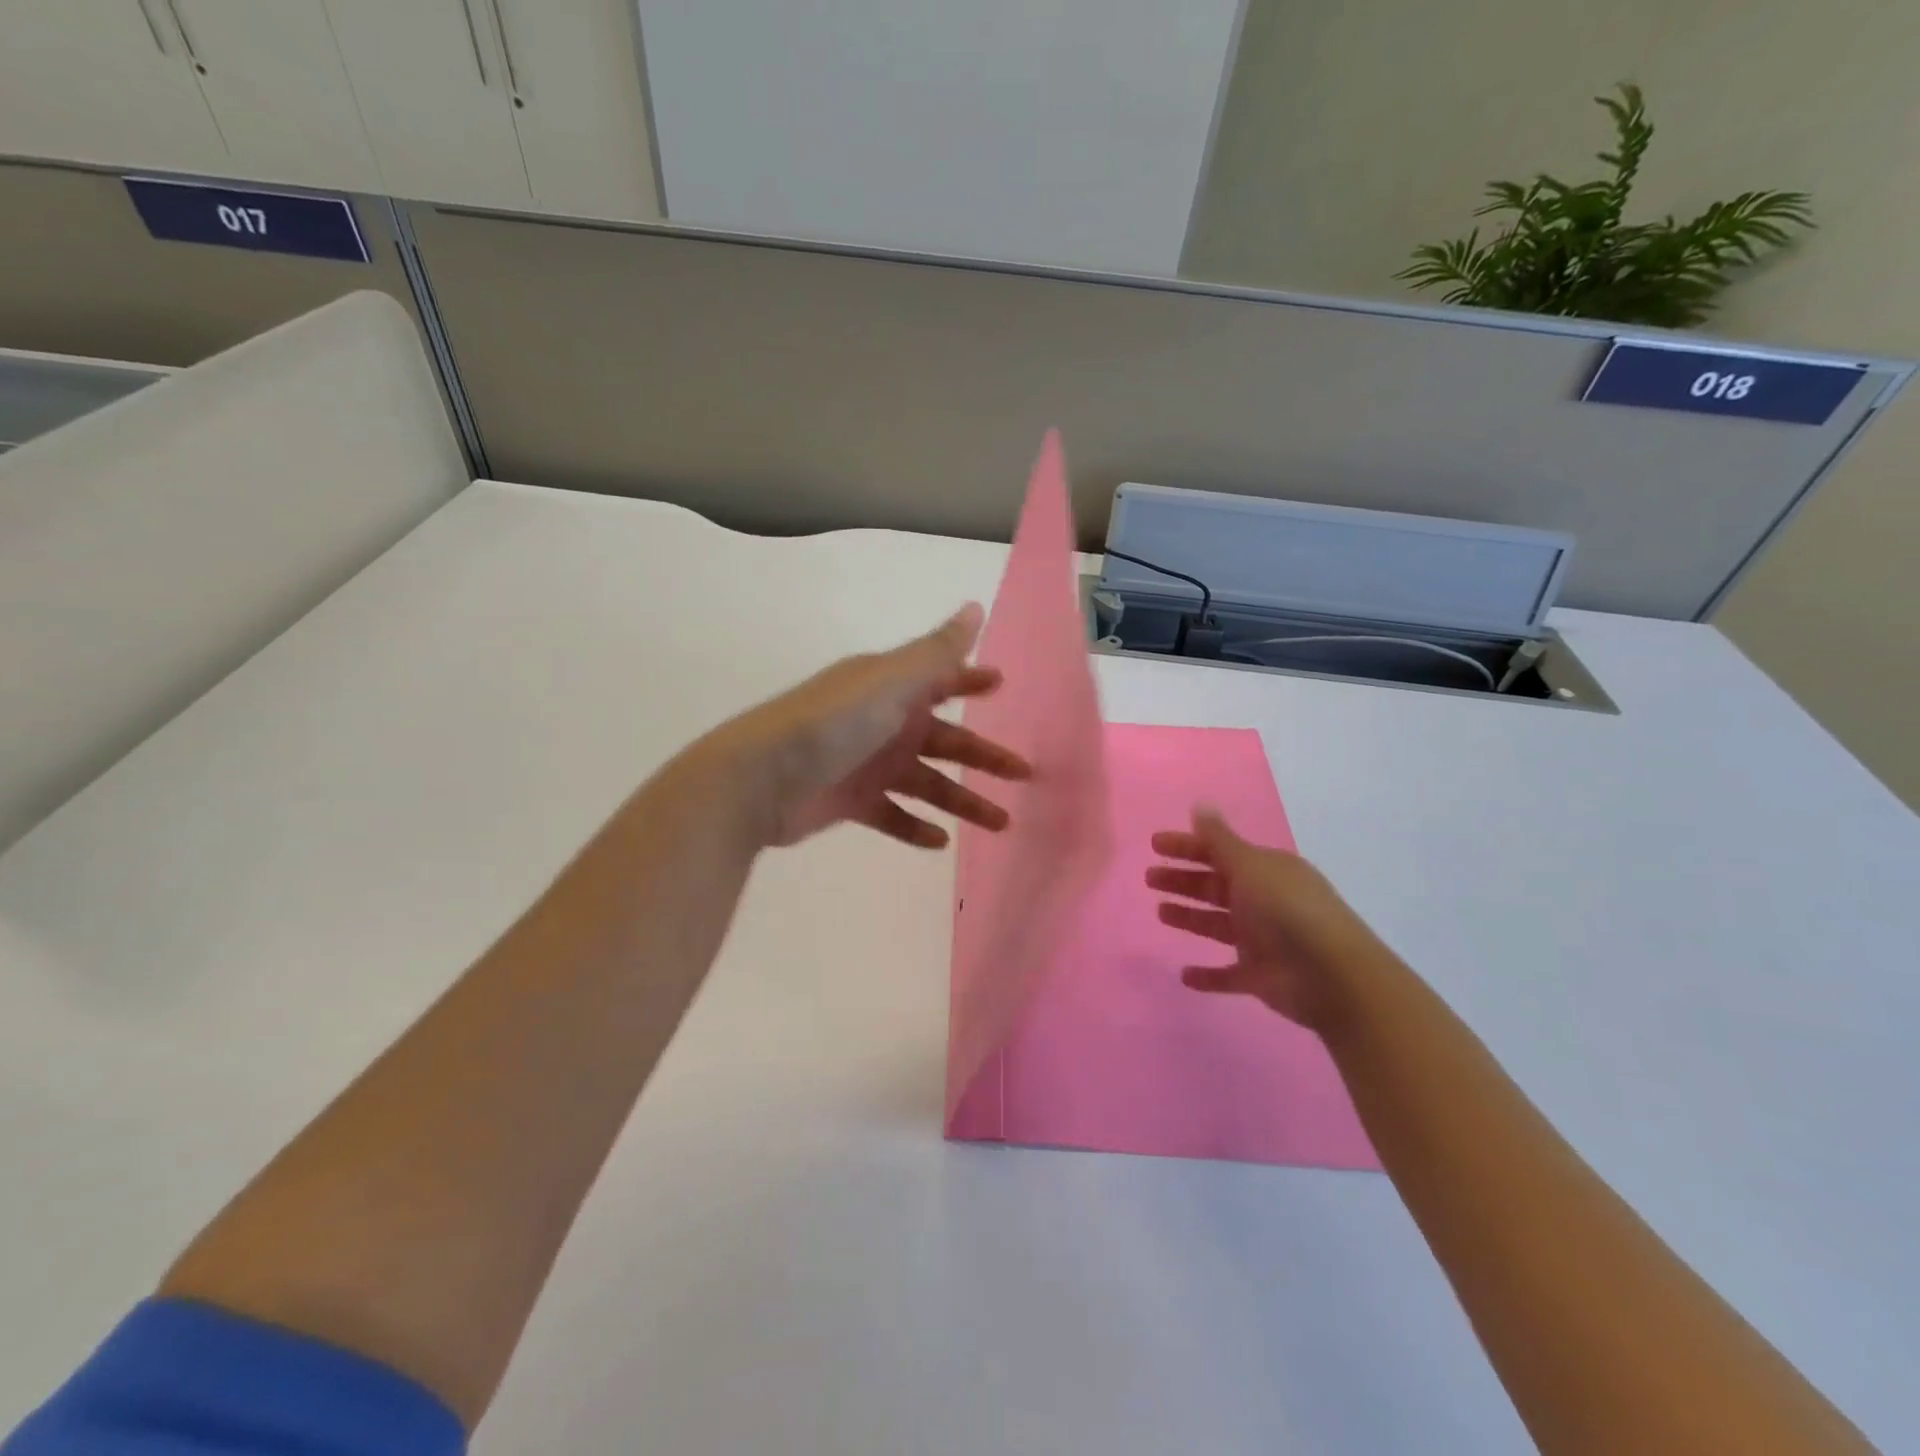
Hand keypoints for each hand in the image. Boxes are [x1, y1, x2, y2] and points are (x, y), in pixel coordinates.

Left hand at [710, 603, 1030, 849]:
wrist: (760, 779)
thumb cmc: (833, 723)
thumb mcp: (890, 681)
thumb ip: (937, 652)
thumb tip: (976, 606)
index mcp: (891, 688)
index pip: (941, 679)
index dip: (972, 681)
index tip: (1004, 687)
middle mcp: (883, 722)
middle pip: (945, 739)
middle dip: (984, 755)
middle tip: (1025, 773)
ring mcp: (867, 764)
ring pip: (927, 783)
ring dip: (962, 800)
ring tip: (1000, 823)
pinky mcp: (851, 802)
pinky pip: (892, 816)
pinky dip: (915, 828)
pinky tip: (940, 842)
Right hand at [1146, 808, 1396, 1031]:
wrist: (1331, 976)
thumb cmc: (1286, 910)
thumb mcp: (1250, 866)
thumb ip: (1220, 840)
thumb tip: (1199, 805)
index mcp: (1265, 870)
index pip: (1220, 852)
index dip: (1187, 847)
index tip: (1155, 845)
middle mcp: (1264, 901)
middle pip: (1215, 886)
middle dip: (1183, 880)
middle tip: (1150, 877)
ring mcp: (1263, 941)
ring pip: (1218, 925)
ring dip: (1190, 918)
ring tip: (1160, 912)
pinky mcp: (1260, 977)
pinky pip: (1229, 974)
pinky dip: (1209, 976)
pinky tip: (1185, 975)